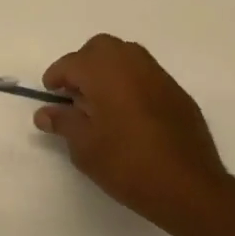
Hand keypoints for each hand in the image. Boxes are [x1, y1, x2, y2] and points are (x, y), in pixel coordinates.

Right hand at [36, 35, 231, 235]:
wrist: (189, 186)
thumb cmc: (127, 164)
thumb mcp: (85, 147)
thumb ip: (64, 123)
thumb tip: (45, 112)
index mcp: (104, 70)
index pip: (71, 63)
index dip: (56, 77)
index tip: (50, 95)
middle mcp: (131, 62)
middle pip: (100, 48)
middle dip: (83, 65)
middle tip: (75, 94)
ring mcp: (158, 75)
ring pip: (126, 56)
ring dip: (108, 70)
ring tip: (101, 103)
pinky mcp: (177, 92)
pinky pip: (145, 75)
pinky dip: (131, 83)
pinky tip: (129, 114)